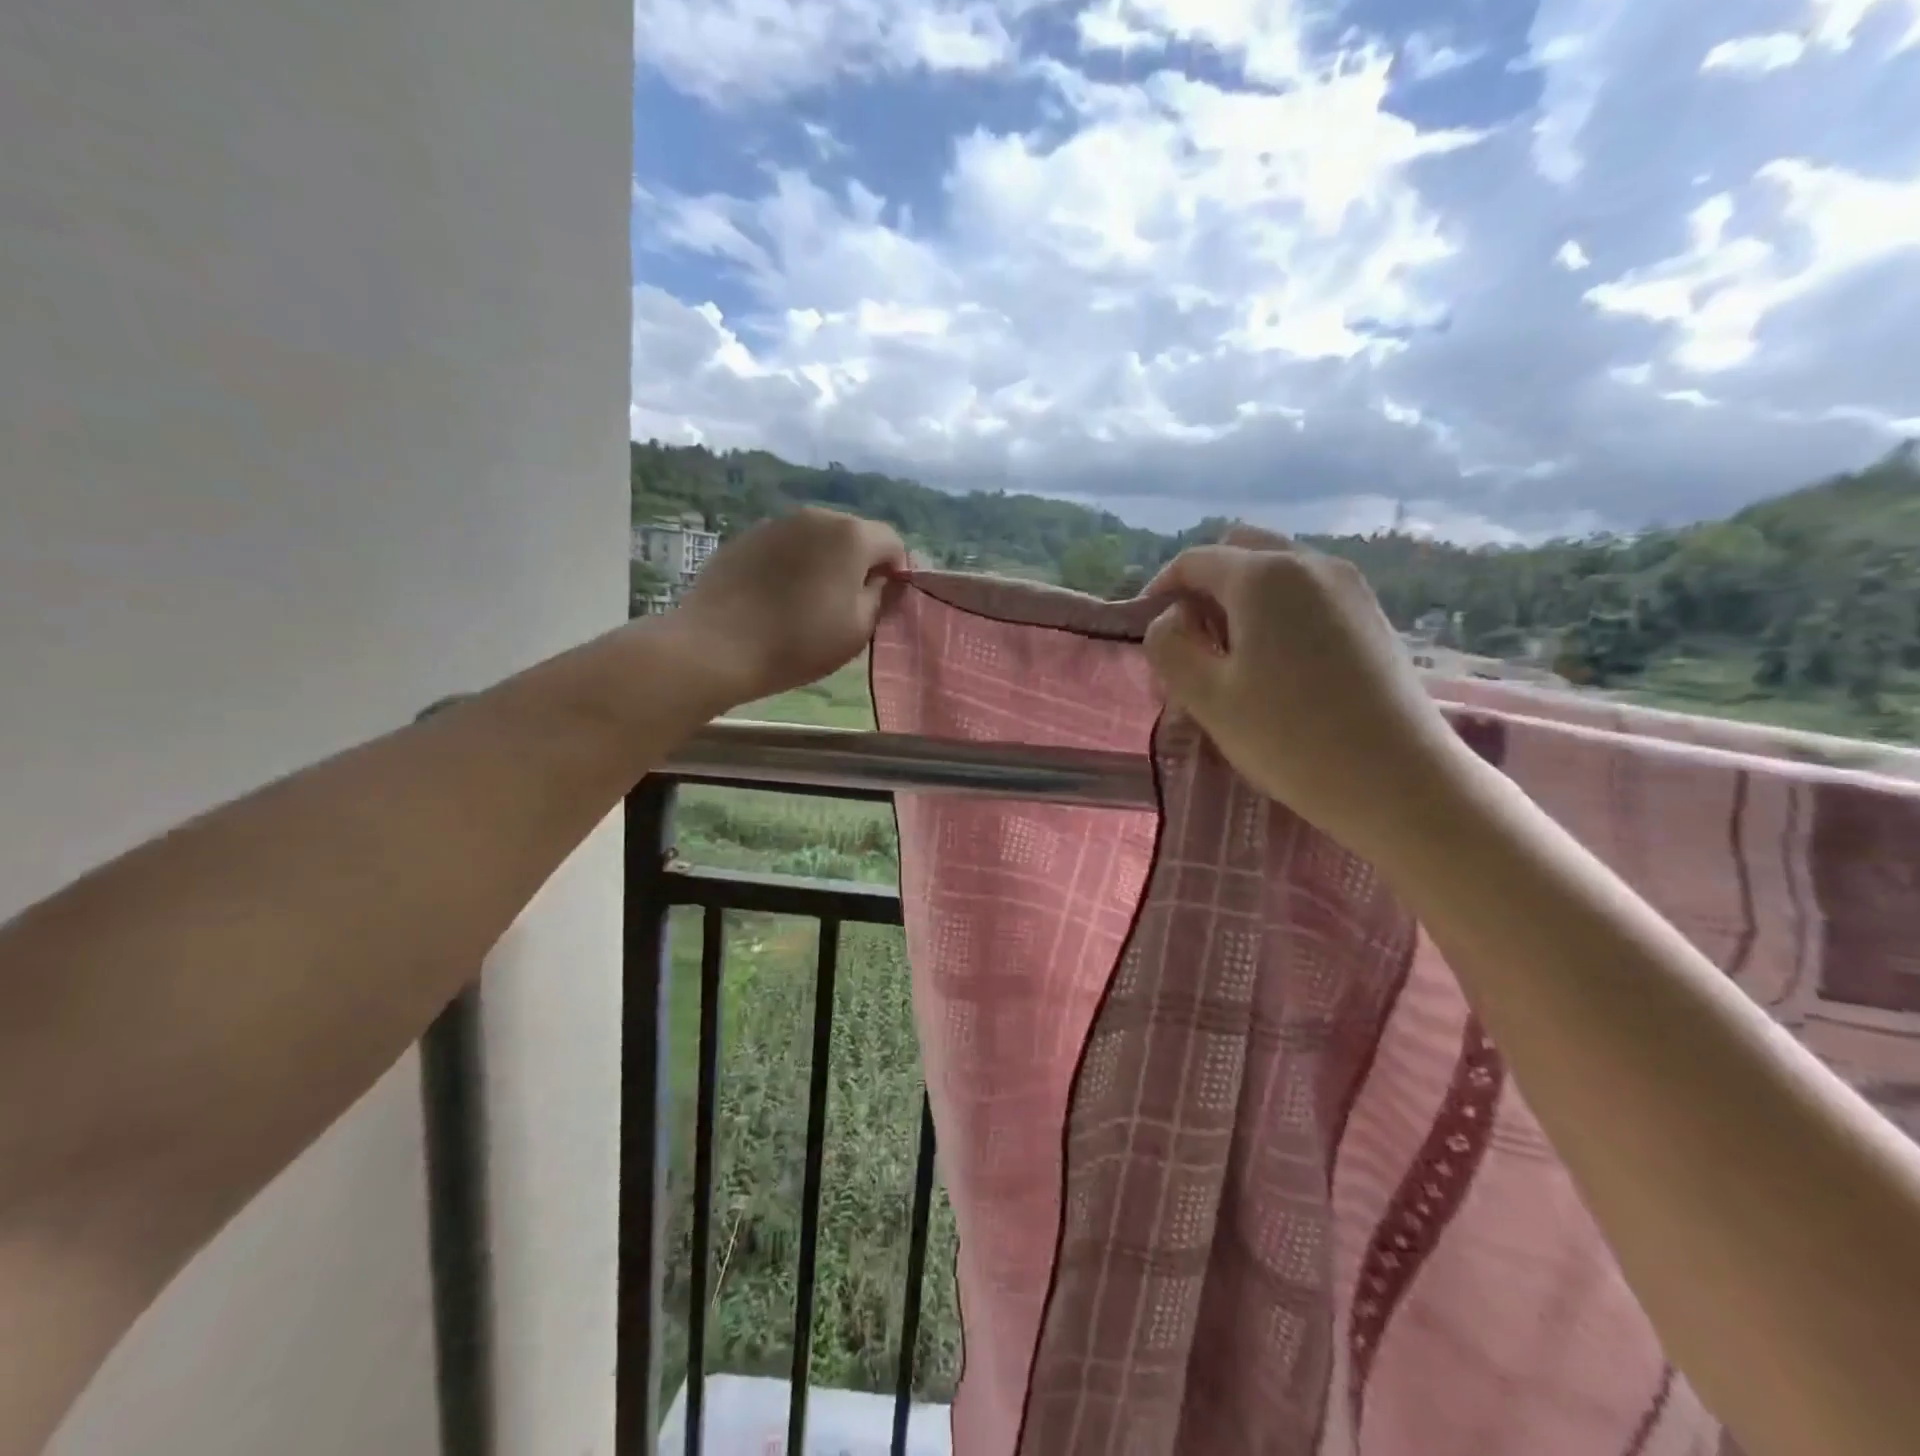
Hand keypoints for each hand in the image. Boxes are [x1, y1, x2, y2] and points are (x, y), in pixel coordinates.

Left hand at [670, 508, 907, 707]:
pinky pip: (785, 546)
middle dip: (860, 563)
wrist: (717, 646)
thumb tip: (883, 580)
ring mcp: (776, 523)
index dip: (896, 571)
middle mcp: (816, 516)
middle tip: (850, 603)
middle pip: (854, 534)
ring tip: (811, 601)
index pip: (892, 542)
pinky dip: (792, 564)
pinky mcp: (746, 537)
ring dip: (824, 562)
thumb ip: (880, 598)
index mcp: (851, 536)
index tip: (885, 602)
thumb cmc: (799, 642)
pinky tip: (779, 597)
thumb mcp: (857, 630)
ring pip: (817, 538)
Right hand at [1142, 529, 1472, 858]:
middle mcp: (1310, 563)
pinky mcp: (1372, 615)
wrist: (1399, 780)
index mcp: (1264, 576)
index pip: (1194, 561)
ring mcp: (1349, 587)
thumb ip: (1168, 646)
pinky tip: (1276, 665)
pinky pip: (1308, 594)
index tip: (1147, 631)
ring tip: (1230, 657)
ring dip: (1241, 599)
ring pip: (1277, 572)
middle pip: (1240, 551)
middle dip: (1204, 587)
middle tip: (1191, 640)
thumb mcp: (1206, 696)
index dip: (1161, 589)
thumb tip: (1172, 619)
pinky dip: (1277, 612)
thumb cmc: (1289, 738)